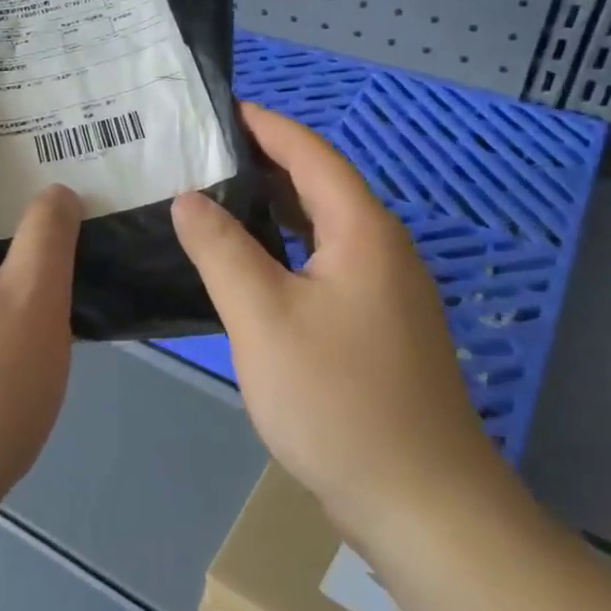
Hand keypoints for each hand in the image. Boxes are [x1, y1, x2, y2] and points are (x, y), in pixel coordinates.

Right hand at [171, 103, 499, 543]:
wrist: (421, 502)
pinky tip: (248, 265)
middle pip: (319, 184)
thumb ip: (221, 250)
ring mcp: (385, 290)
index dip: (263, 124)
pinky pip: (324, 263)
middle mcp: (381, 248)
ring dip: (272, 206)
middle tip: (198, 153)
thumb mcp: (263, 318)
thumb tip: (188, 198)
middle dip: (262, 161)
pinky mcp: (378, 326)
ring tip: (212, 197)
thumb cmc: (338, 400)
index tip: (215, 108)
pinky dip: (284, 248)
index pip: (309, 152)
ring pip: (321, 227)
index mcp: (361, 231)